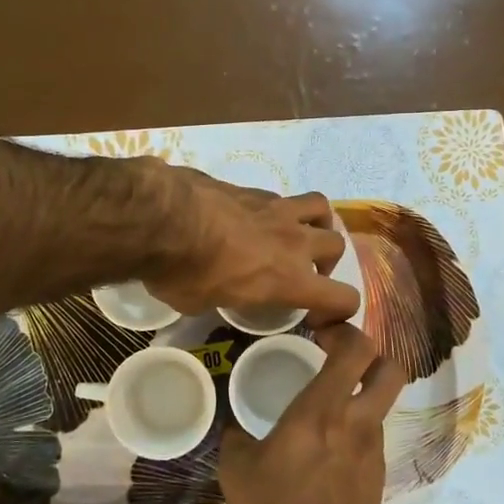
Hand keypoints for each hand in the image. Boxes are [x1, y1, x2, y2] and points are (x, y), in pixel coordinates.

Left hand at [140, 164, 359, 323]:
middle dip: (326, 261)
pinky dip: (276, 209)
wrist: (161, 217)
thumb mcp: (201, 304)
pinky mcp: (252, 188)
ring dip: (315, 223)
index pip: (342, 298)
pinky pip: (280, 197)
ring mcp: (276, 209)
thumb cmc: (182, 272)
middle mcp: (293, 242)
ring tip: (296, 233)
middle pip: (336, 246)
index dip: (338, 310)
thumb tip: (214, 290)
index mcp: (289, 280)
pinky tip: (253, 217)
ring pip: (321, 208)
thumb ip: (222, 296)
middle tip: (303, 270)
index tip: (316, 315)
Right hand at [219, 323, 405, 503]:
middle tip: (337, 358)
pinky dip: (357, 425)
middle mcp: (357, 423)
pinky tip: (328, 445)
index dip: (345, 330)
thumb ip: (235, 436)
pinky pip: (374, 433)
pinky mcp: (379, 475)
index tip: (320, 334)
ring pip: (382, 402)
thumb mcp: (237, 471)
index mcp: (322, 412)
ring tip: (326, 404)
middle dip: (369, 354)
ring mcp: (374, 450)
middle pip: (389, 368)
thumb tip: (235, 423)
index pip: (357, 350)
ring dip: (361, 392)